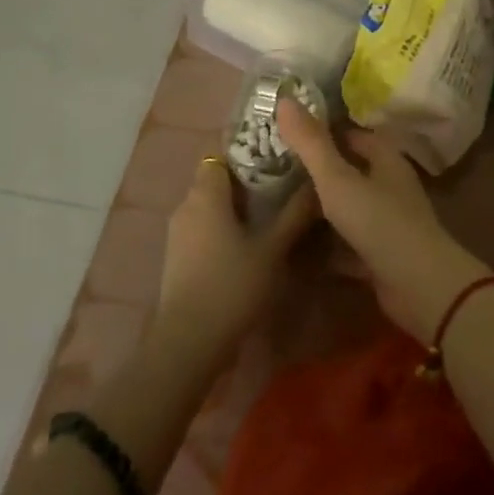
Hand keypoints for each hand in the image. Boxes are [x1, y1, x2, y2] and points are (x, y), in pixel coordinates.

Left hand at [155, 156, 317, 365]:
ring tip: (268, 216)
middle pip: (215, 180)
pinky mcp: (176, 258)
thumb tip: (317, 183)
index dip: (246, 153)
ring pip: (208, 205)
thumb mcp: (272, 249)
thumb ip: (295, 214)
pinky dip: (222, 228)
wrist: (188, 342)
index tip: (274, 159)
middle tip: (280, 187)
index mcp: (206, 194)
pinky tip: (246, 245)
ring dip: (234, 208)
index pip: (221, 154)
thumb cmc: (232, 285)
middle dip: (245, 181)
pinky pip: (202, 228)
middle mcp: (186, 205)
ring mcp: (177, 233)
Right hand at [276, 100, 489, 341]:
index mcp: (385, 159)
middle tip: (273, 170)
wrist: (420, 287)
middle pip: (349, 171)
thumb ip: (311, 143)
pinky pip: (348, 244)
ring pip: (348, 208)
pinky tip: (298, 248)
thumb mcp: (338, 179)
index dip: (322, 132)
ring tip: (278, 205)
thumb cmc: (379, 221)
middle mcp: (389, 186)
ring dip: (321, 209)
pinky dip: (328, 245)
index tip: (286, 134)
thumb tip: (284, 98)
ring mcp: (387, 222)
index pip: (351, 135)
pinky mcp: (381, 256)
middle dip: (317, 171)